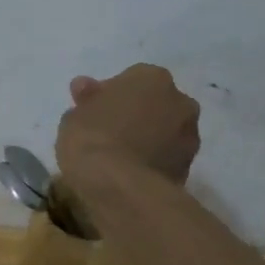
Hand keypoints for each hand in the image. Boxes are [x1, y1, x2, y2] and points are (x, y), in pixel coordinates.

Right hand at [56, 64, 200, 185]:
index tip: (93, 112)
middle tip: (108, 132)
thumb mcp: (75, 114)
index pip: (130, 79)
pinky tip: (131, 173)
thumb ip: (87, 99)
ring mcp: (189, 136)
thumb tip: (86, 87)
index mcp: (152, 78)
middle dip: (136, 114)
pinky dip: (153, 161)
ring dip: (148, 138)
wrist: (120, 186)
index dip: (110, 95)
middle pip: (154, 103)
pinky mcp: (189, 167)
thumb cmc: (93, 138)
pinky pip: (167, 157)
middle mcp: (179, 101)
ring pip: (165, 131)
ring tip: (120, 158)